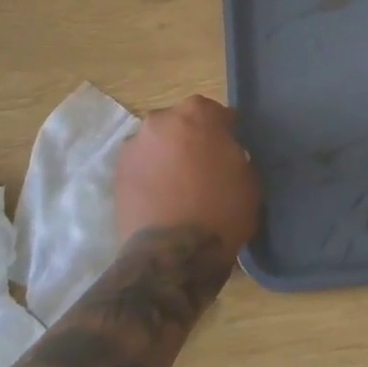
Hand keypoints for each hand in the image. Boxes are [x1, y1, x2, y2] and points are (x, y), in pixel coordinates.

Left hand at [114, 95, 260, 252]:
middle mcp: (160, 119)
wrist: (173, 254)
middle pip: (181, 124)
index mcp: (196, 112)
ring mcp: (134, 145)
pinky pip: (141, 166)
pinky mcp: (117, 172)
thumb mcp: (250, 178)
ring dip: (168, 157)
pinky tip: (161, 198)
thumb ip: (236, 154)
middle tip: (204, 168)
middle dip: (192, 140)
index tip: (231, 151)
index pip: (216, 114)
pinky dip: (150, 176)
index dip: (226, 133)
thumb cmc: (221, 211)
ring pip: (158, 144)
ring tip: (179, 187)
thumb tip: (226, 154)